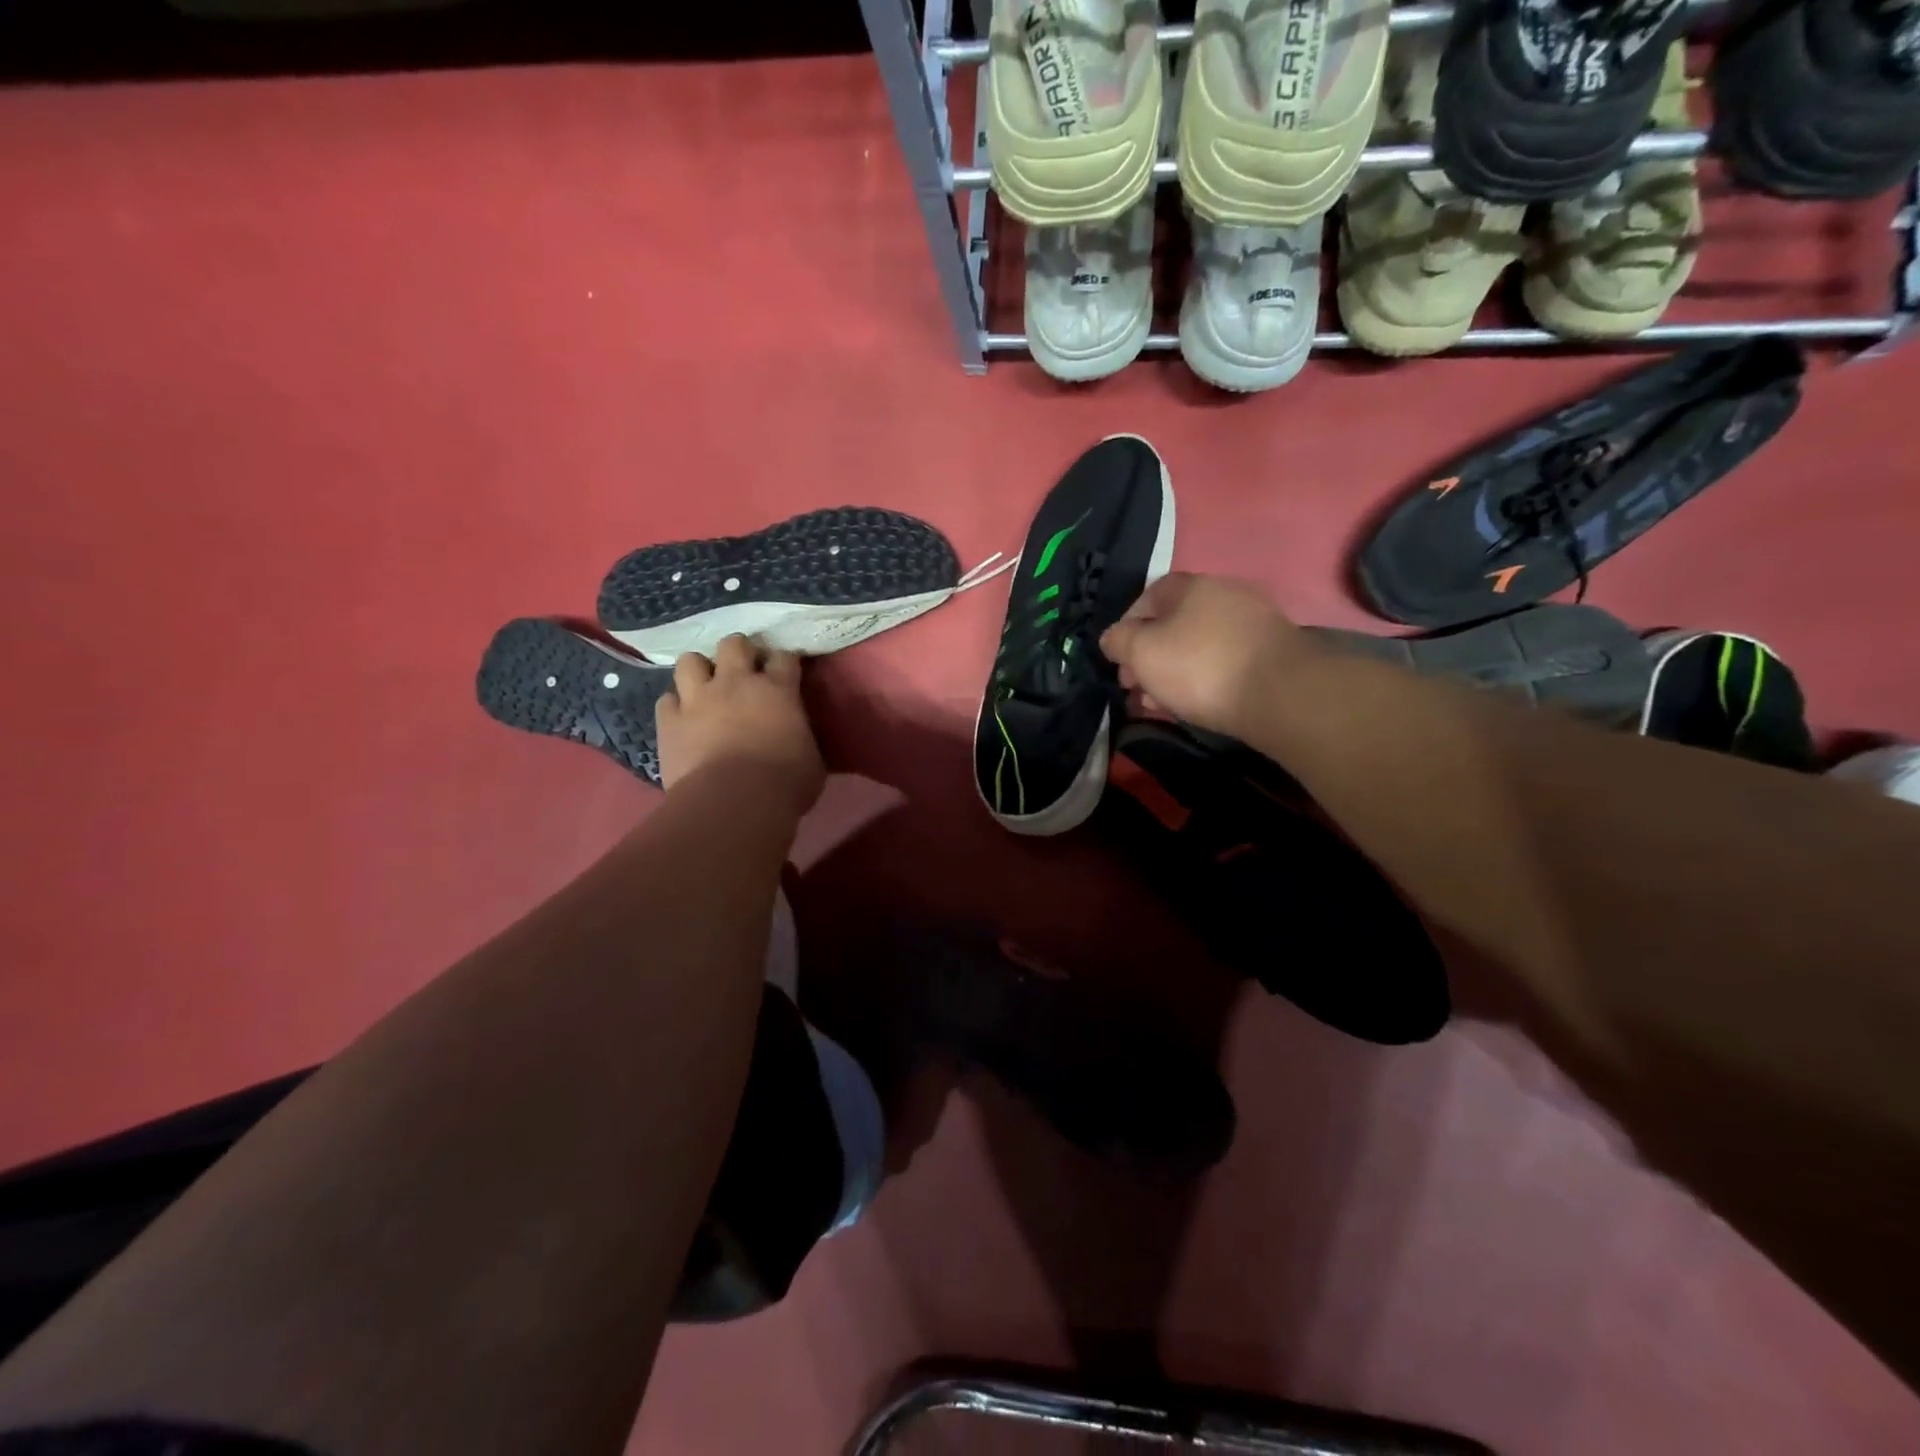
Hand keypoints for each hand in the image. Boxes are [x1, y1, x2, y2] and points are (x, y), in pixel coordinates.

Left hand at [655, 636, 824, 811]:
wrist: (734, 802)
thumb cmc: (785, 783)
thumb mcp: (812, 759)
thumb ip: (803, 738)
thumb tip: (800, 739)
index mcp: (778, 690)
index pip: (783, 657)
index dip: (783, 662)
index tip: (785, 673)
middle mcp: (736, 683)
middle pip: (734, 644)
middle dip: (739, 652)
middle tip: (743, 672)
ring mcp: (698, 699)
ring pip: (690, 661)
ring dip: (699, 671)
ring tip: (706, 687)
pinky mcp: (669, 721)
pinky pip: (666, 701)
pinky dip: (674, 706)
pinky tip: (682, 719)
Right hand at [1099, 573, 1303, 736]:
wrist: (1280, 693)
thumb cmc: (1199, 666)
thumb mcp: (1141, 652)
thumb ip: (1118, 641)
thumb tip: (1112, 639)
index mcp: (1190, 585)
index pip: (1147, 597)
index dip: (1126, 627)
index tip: (1118, 658)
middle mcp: (1224, 594)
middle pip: (1173, 624)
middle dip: (1149, 656)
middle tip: (1136, 688)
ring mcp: (1252, 622)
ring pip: (1197, 645)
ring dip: (1173, 672)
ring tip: (1160, 704)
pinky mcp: (1271, 651)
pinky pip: (1224, 660)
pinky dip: (1204, 679)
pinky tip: (1195, 704)